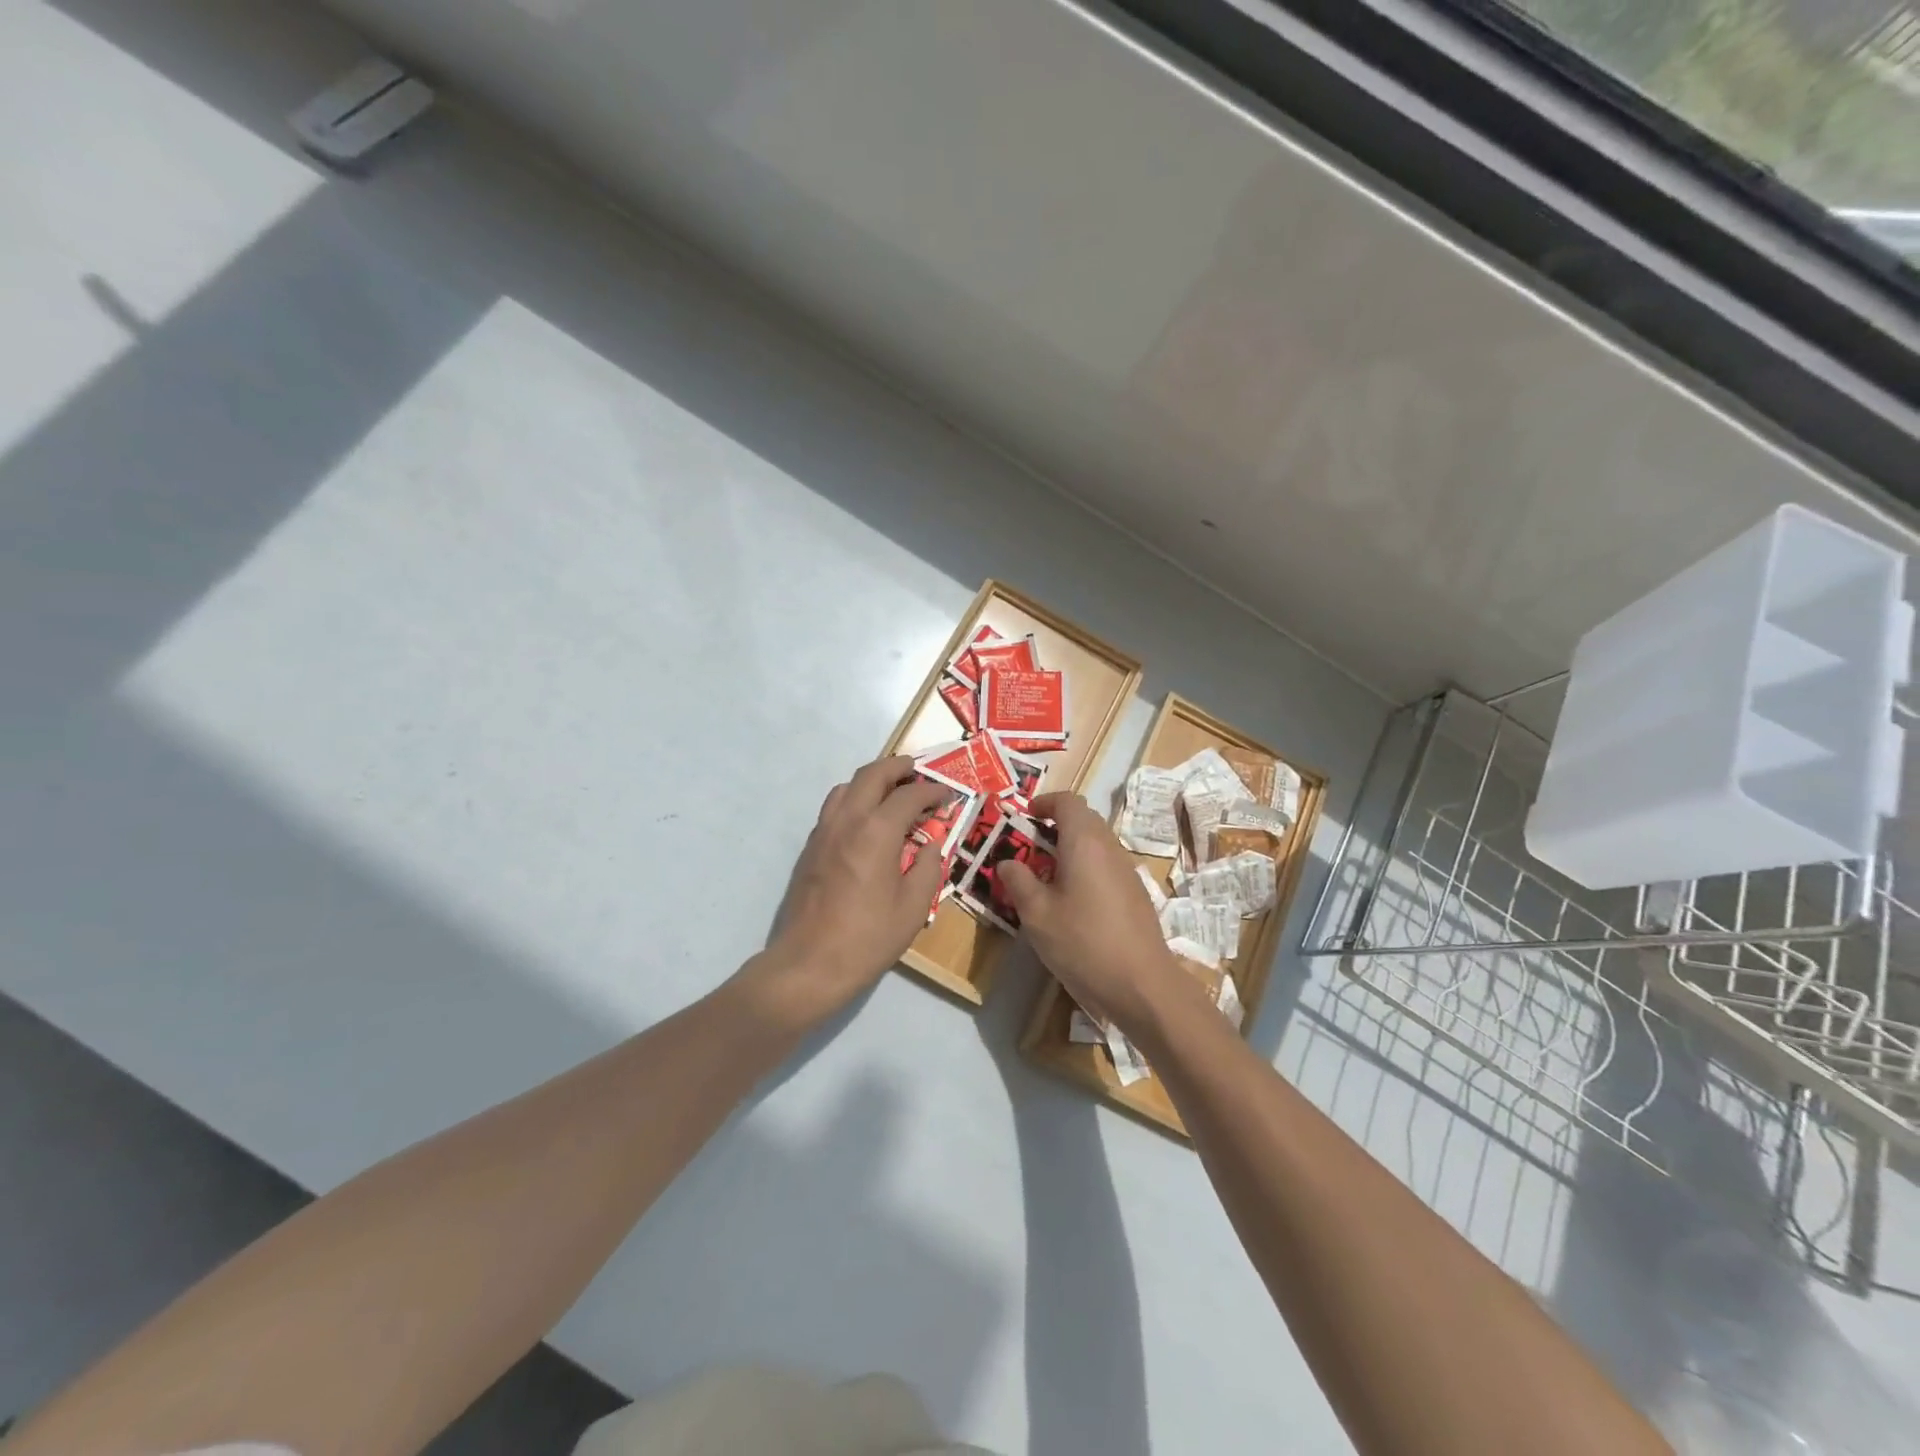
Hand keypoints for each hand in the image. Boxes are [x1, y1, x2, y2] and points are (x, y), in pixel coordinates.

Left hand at [748, 755, 947, 1025]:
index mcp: (876, 832)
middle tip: (919, 771)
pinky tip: (868, 821)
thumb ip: (926, 867)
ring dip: (873, 780)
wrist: (809, 963)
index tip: (949, 795)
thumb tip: (929, 845)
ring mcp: (824, 831)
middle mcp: (847, 820)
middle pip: (872, 774)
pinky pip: (834, 807)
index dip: (933, 791)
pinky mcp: (810, 847)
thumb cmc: (867, 938)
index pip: (909, 795)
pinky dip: (855, 799)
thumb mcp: (913, 907)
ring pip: (847, 786)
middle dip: (899, 767)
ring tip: (893, 791)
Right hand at [998, 792, 1203, 1034]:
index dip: (1045, 803)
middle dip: (1056, 826)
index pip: (1068, 802)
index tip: (1026, 817)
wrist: (1142, 985)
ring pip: (1097, 844)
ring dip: (1072, 849)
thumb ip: (1018, 881)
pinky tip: (1073, 903)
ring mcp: (1128, 871)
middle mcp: (1110, 848)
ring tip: (1047, 877)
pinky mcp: (1136, 895)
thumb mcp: (1037, 914)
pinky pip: (1107, 866)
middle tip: (1030, 848)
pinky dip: (1087, 869)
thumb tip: (1007, 862)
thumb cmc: (1083, 942)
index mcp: (1085, 842)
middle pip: (1085, 819)